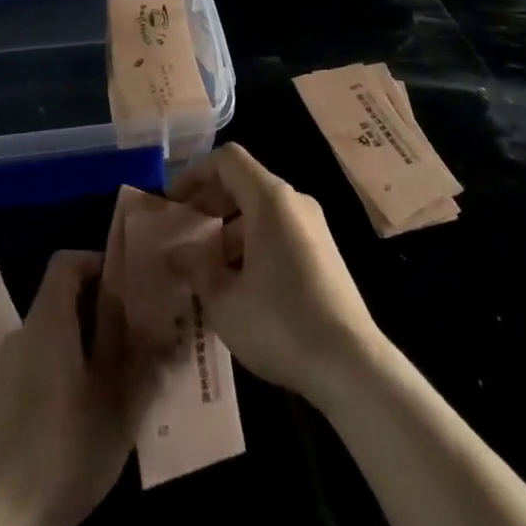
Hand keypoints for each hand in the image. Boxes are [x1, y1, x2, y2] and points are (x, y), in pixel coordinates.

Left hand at [0, 250, 144, 525]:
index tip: (128, 286)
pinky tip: (85, 413)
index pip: (66, 262)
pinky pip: (39, 365)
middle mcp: (23, 333)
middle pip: (61, 299)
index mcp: (48, 320)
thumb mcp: (117, 404)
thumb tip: (163, 326)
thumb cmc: (64, 448)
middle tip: (136, 338)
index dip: (96, 263)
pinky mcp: (1, 402)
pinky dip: (64, 370)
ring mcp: (7, 369)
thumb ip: (140, 359)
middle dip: (100, 311)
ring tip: (118, 380)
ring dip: (84, 345)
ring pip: (52, 336)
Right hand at [167, 143, 384, 407]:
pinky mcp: (325, 252)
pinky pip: (280, 229)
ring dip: (230, 227)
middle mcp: (294, 202)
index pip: (227, 160)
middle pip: (244, 182)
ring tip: (207, 265)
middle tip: (185, 232)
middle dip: (210, 202)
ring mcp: (314, 226)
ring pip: (262, 209)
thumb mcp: (224, 301)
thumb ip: (196, 268)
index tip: (173, 203)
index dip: (195, 174)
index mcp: (270, 200)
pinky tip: (241, 283)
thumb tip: (176, 252)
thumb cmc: (280, 324)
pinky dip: (253, 241)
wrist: (352, 365)